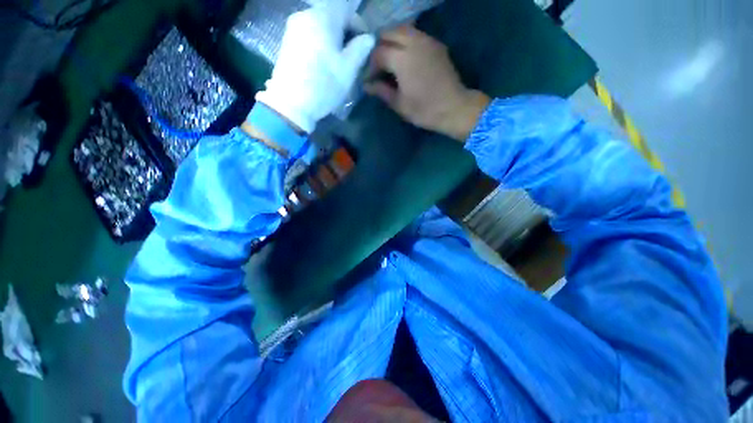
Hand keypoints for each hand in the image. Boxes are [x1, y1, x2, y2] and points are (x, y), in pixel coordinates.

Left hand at [255, 0, 375, 133]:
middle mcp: (305, 15)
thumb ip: (360, 49)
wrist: (291, 103)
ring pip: (320, 27)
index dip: (358, 25)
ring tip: (339, 61)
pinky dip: (320, 44)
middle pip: (332, 16)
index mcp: (322, 17)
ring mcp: (293, 28)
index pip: (346, 9)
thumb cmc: (324, 85)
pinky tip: (324, 62)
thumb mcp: (348, 69)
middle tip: (353, 55)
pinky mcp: (287, 41)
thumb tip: (368, 38)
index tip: (364, 45)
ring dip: (333, 40)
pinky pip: (310, 35)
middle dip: (346, 33)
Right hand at [365, 26, 489, 140]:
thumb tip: (367, 85)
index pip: (378, 53)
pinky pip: (416, 35)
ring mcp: (427, 41)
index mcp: (402, 59)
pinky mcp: (436, 45)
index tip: (369, 80)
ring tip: (390, 61)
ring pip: (403, 30)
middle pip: (389, 33)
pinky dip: (405, 41)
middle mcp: (414, 42)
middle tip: (378, 67)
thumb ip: (382, 91)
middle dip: (379, 47)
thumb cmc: (424, 110)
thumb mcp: (399, 105)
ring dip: (392, 41)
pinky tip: (405, 58)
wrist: (454, 108)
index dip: (371, 66)